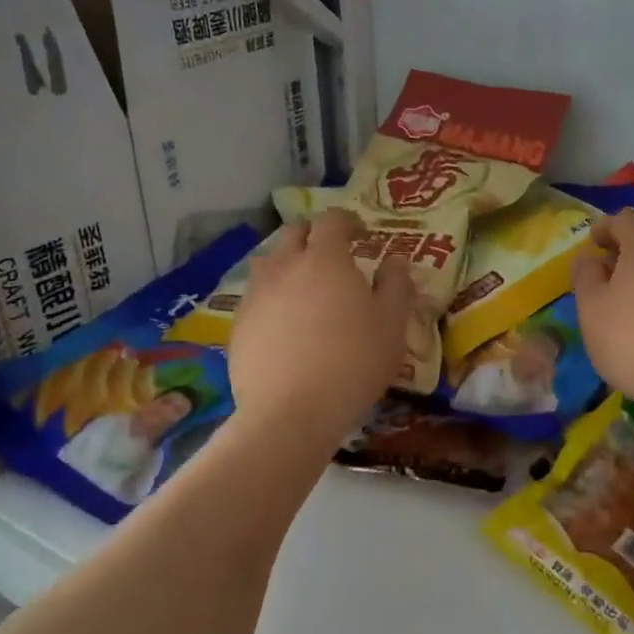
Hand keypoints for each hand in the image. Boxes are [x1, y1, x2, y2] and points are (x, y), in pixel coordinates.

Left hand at [229, 209, 413, 446]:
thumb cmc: (352, 362)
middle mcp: (284, 267)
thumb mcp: (392, 325)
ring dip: (287, 263)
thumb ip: (396, 285)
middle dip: (314, 235)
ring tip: (304, 286)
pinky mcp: (237, 326)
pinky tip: (284, 325)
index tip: (362, 235)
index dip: (348, 221)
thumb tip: (395, 261)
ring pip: (268, 263)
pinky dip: (271, 298)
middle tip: (332, 254)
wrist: (290, 412)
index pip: (331, 221)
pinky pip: (255, 298)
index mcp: (324, 259)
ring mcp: (255, 296)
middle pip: (293, 234)